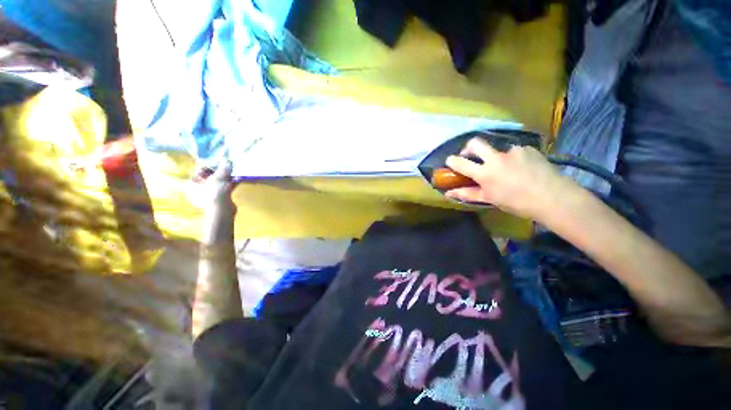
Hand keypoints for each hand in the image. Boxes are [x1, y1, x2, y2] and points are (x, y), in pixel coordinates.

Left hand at [195, 160, 235, 243]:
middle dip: (221, 170)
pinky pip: (226, 186)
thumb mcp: (218, 177)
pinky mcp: (221, 196)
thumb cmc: (215, 192)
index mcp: (194, 181)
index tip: (221, 160)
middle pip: (211, 175)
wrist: (222, 209)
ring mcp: (211, 192)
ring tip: (236, 171)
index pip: (201, 169)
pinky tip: (239, 178)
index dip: (211, 164)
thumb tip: (227, 160)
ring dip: (228, 176)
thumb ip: (223, 168)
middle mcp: (200, 186)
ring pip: (220, 181)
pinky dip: (232, 182)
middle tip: (230, 165)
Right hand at [444, 138, 565, 219]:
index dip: (452, 161)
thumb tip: (448, 193)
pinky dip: (513, 158)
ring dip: (495, 156)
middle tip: (471, 155)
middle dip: (468, 147)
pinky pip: (514, 150)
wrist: (553, 197)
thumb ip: (467, 194)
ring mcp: (513, 150)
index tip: (450, 161)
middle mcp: (496, 158)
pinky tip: (521, 167)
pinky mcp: (527, 148)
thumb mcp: (489, 199)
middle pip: (475, 143)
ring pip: (497, 148)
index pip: (461, 163)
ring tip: (506, 168)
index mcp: (485, 173)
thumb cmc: (516, 203)